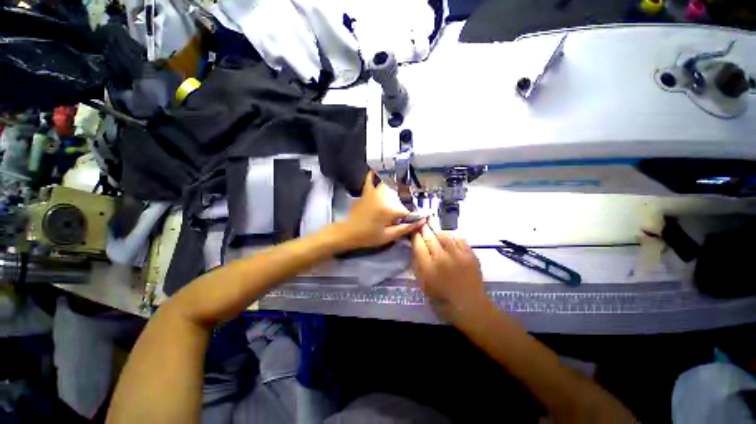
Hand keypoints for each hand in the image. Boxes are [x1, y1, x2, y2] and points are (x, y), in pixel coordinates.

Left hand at [336, 172, 422, 250]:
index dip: (413, 217)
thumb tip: (422, 221)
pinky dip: (374, 176)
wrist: (347, 233)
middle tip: (401, 215)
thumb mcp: (388, 236)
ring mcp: (374, 192)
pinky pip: (371, 180)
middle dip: (403, 206)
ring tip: (396, 200)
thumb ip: (406, 228)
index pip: (408, 210)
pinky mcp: (366, 192)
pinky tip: (377, 172)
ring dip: (395, 192)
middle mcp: (383, 196)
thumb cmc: (368, 237)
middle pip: (400, 197)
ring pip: (390, 187)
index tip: (417, 220)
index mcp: (390, 209)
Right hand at [411, 224, 487, 322]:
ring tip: (433, 226)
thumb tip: (415, 246)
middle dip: (424, 228)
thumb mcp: (423, 283)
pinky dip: (452, 236)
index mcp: (428, 269)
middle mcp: (442, 259)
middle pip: (430, 237)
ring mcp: (458, 256)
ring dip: (437, 230)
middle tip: (422, 222)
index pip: (418, 244)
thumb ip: (417, 264)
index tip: (413, 230)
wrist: (470, 307)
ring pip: (444, 235)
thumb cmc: (442, 298)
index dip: (415, 235)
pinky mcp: (471, 255)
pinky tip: (448, 237)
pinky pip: (459, 238)